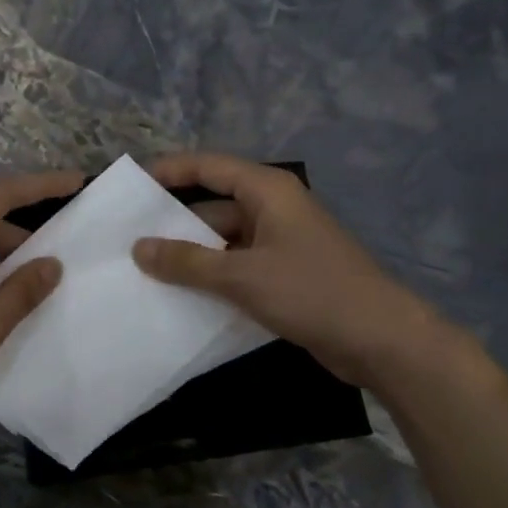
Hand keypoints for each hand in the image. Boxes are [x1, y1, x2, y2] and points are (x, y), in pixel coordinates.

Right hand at [132, 152, 457, 388]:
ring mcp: (280, 243)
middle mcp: (273, 209)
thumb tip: (138, 248)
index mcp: (268, 191)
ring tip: (143, 270)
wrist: (380, 339)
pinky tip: (180, 295)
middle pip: (213, 206)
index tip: (131, 185)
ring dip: (190, 255)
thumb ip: (187, 261)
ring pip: (223, 241)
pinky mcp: (284, 275)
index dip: (169, 171)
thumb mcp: (241, 275)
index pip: (209, 167)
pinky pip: (237, 267)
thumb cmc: (311, 292)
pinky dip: (211, 277)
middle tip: (127, 238)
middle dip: (173, 222)